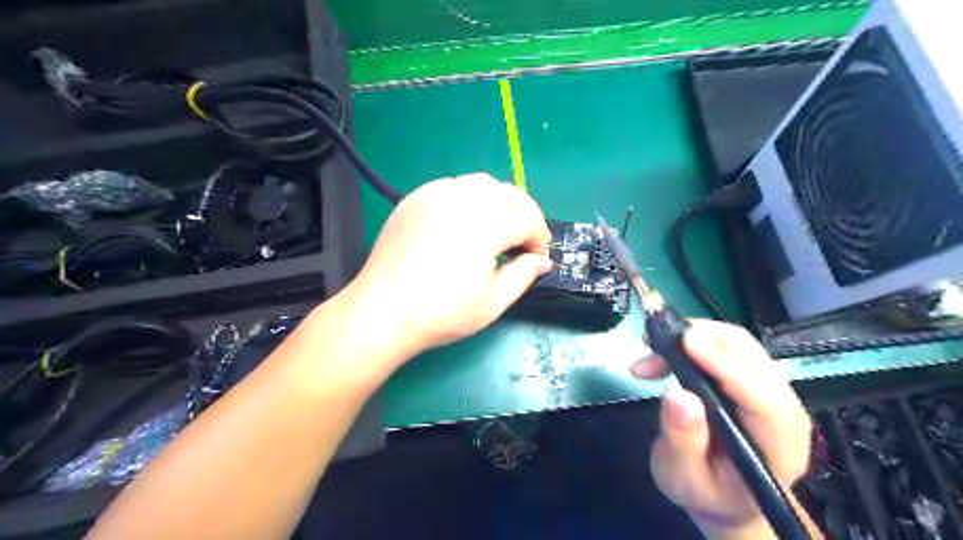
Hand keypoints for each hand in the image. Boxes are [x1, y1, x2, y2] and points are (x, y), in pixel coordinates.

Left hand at [349, 173, 556, 357]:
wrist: (383, 312)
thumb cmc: (441, 313)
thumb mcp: (493, 302)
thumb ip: (524, 275)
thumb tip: (541, 261)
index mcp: (487, 224)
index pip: (528, 220)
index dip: (539, 240)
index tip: (537, 259)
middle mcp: (463, 199)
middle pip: (510, 194)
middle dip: (525, 216)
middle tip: (524, 242)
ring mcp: (435, 194)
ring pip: (482, 184)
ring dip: (500, 202)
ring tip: (498, 228)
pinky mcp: (415, 198)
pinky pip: (453, 186)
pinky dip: (470, 198)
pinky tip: (466, 221)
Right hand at [633, 320, 811, 536]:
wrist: (723, 496)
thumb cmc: (705, 492)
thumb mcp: (683, 478)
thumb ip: (683, 441)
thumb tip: (678, 395)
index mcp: (778, 445)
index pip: (760, 397)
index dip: (724, 365)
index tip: (687, 342)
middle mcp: (783, 410)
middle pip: (751, 356)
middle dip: (702, 339)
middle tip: (653, 342)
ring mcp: (770, 390)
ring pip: (738, 344)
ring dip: (693, 336)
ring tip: (651, 348)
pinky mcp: (751, 379)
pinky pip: (726, 347)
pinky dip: (693, 341)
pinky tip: (664, 352)